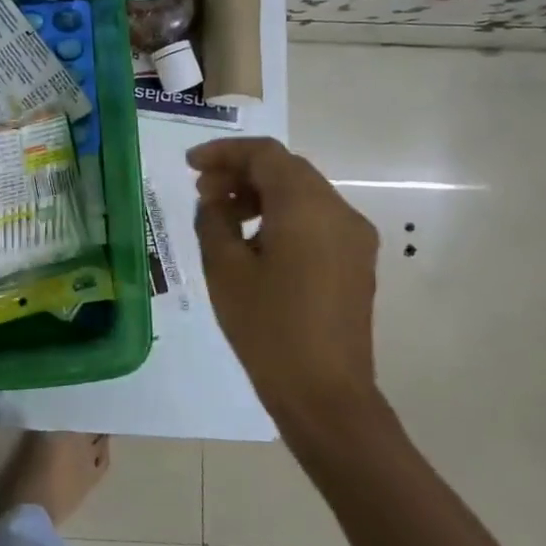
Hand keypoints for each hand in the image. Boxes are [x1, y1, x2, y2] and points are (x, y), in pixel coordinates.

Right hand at [188, 138, 380, 433]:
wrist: (324, 393)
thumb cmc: (267, 327)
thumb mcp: (224, 268)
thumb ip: (214, 220)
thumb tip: (215, 201)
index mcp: (307, 207)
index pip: (265, 155)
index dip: (224, 152)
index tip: (190, 165)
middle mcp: (339, 212)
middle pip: (287, 170)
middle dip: (240, 172)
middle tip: (201, 192)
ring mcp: (353, 238)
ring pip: (302, 193)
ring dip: (260, 193)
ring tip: (222, 217)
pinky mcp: (356, 262)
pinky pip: (315, 219)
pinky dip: (281, 215)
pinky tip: (253, 242)